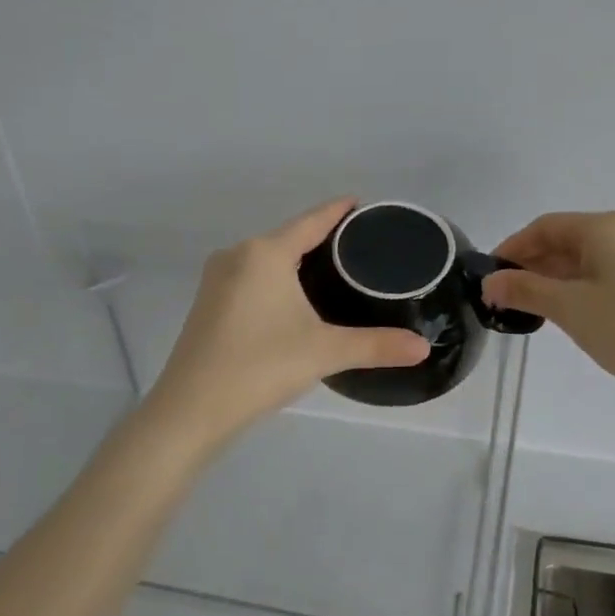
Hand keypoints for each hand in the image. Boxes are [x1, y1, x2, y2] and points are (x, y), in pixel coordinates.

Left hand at [146, 198, 431, 443]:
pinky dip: (278, 278)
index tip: (364, 204)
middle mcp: (238, 255)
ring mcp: (217, 279)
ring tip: (337, 272)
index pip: (312, 220)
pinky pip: (252, 276)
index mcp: (265, 253)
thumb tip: (423, 347)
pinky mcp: (208, 302)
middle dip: (323, 238)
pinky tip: (297, 299)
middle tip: (363, 249)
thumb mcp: (325, 352)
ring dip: (298, 260)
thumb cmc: (260, 367)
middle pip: (290, 236)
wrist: (190, 411)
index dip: (339, 210)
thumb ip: (376, 346)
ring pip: (268, 258)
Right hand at [480, 211, 614, 396]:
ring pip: (584, 258)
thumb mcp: (569, 307)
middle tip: (504, 296)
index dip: (513, 248)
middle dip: (532, 265)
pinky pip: (603, 272)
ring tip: (529, 307)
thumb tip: (490, 283)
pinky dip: (577, 286)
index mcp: (604, 227)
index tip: (490, 275)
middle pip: (565, 240)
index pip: (545, 227)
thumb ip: (525, 290)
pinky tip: (565, 310)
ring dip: (553, 278)